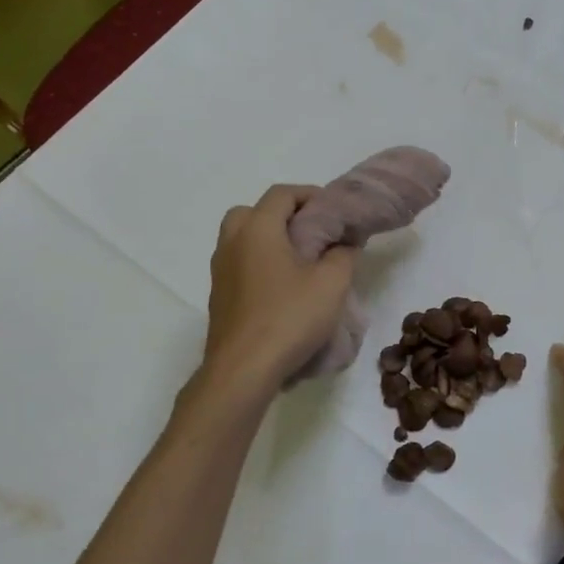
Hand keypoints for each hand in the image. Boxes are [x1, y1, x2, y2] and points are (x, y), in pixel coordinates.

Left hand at [203, 185, 356, 390]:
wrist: (243, 369)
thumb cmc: (289, 318)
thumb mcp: (332, 284)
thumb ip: (342, 255)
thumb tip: (344, 243)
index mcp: (257, 229)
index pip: (282, 194)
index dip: (310, 195)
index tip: (333, 211)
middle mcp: (232, 242)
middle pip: (254, 211)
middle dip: (284, 215)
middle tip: (311, 233)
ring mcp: (220, 270)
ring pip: (243, 238)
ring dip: (269, 240)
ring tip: (300, 261)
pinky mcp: (219, 296)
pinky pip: (239, 264)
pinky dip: (259, 263)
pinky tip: (282, 288)